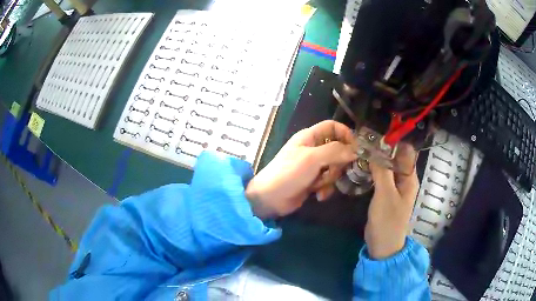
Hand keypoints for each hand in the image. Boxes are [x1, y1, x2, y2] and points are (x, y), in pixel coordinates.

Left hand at [246, 120, 356, 218]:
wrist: (270, 199)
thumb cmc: (289, 173)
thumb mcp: (312, 159)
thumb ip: (335, 151)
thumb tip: (356, 151)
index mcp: (310, 137)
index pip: (333, 126)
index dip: (346, 134)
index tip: (356, 149)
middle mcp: (313, 149)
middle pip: (338, 150)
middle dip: (338, 164)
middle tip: (332, 172)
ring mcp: (313, 166)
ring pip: (335, 168)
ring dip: (331, 179)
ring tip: (319, 185)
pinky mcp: (313, 181)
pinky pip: (328, 182)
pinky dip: (325, 189)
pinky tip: (318, 195)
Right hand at [365, 144, 418, 258]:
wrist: (383, 245)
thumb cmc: (388, 221)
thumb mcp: (385, 195)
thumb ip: (382, 171)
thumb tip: (375, 148)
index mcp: (409, 178)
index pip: (405, 152)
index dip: (394, 141)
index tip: (376, 133)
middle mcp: (404, 179)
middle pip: (395, 157)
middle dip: (382, 148)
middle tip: (363, 140)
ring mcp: (394, 186)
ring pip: (387, 166)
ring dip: (376, 158)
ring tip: (360, 149)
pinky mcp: (385, 193)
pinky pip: (381, 176)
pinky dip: (373, 169)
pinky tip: (362, 165)